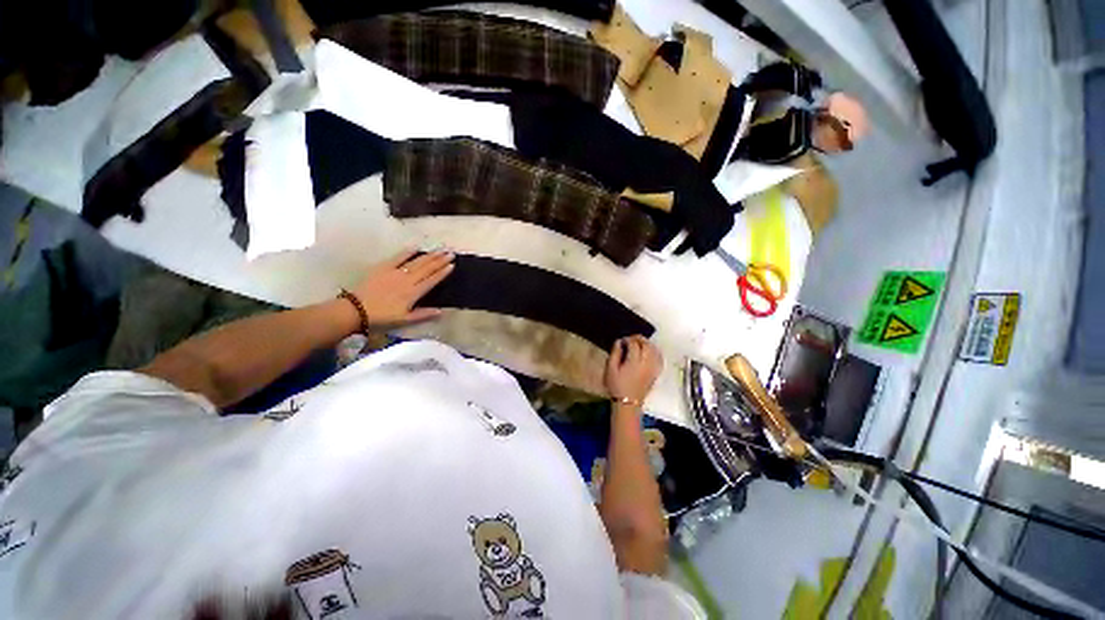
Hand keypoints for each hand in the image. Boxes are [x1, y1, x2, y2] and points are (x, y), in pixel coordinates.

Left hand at [348, 249, 454, 327]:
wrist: (357, 309)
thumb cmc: (382, 316)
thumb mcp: (405, 319)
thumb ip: (424, 314)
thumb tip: (442, 311)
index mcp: (413, 293)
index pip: (432, 280)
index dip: (443, 272)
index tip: (452, 265)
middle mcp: (408, 280)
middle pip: (427, 268)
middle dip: (440, 260)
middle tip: (450, 253)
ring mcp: (396, 272)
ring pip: (417, 262)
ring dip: (429, 256)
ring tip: (439, 250)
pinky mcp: (384, 267)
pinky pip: (398, 257)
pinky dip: (407, 252)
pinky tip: (416, 247)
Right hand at [604, 336, 662, 403]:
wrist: (627, 402)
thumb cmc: (617, 386)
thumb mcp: (610, 369)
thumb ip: (615, 354)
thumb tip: (619, 342)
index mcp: (634, 362)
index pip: (634, 344)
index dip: (628, 339)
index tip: (621, 341)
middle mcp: (646, 363)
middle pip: (647, 345)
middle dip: (639, 339)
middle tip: (631, 339)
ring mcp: (653, 368)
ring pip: (655, 350)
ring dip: (648, 344)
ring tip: (639, 343)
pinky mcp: (656, 373)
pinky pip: (659, 359)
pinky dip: (655, 352)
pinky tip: (650, 351)